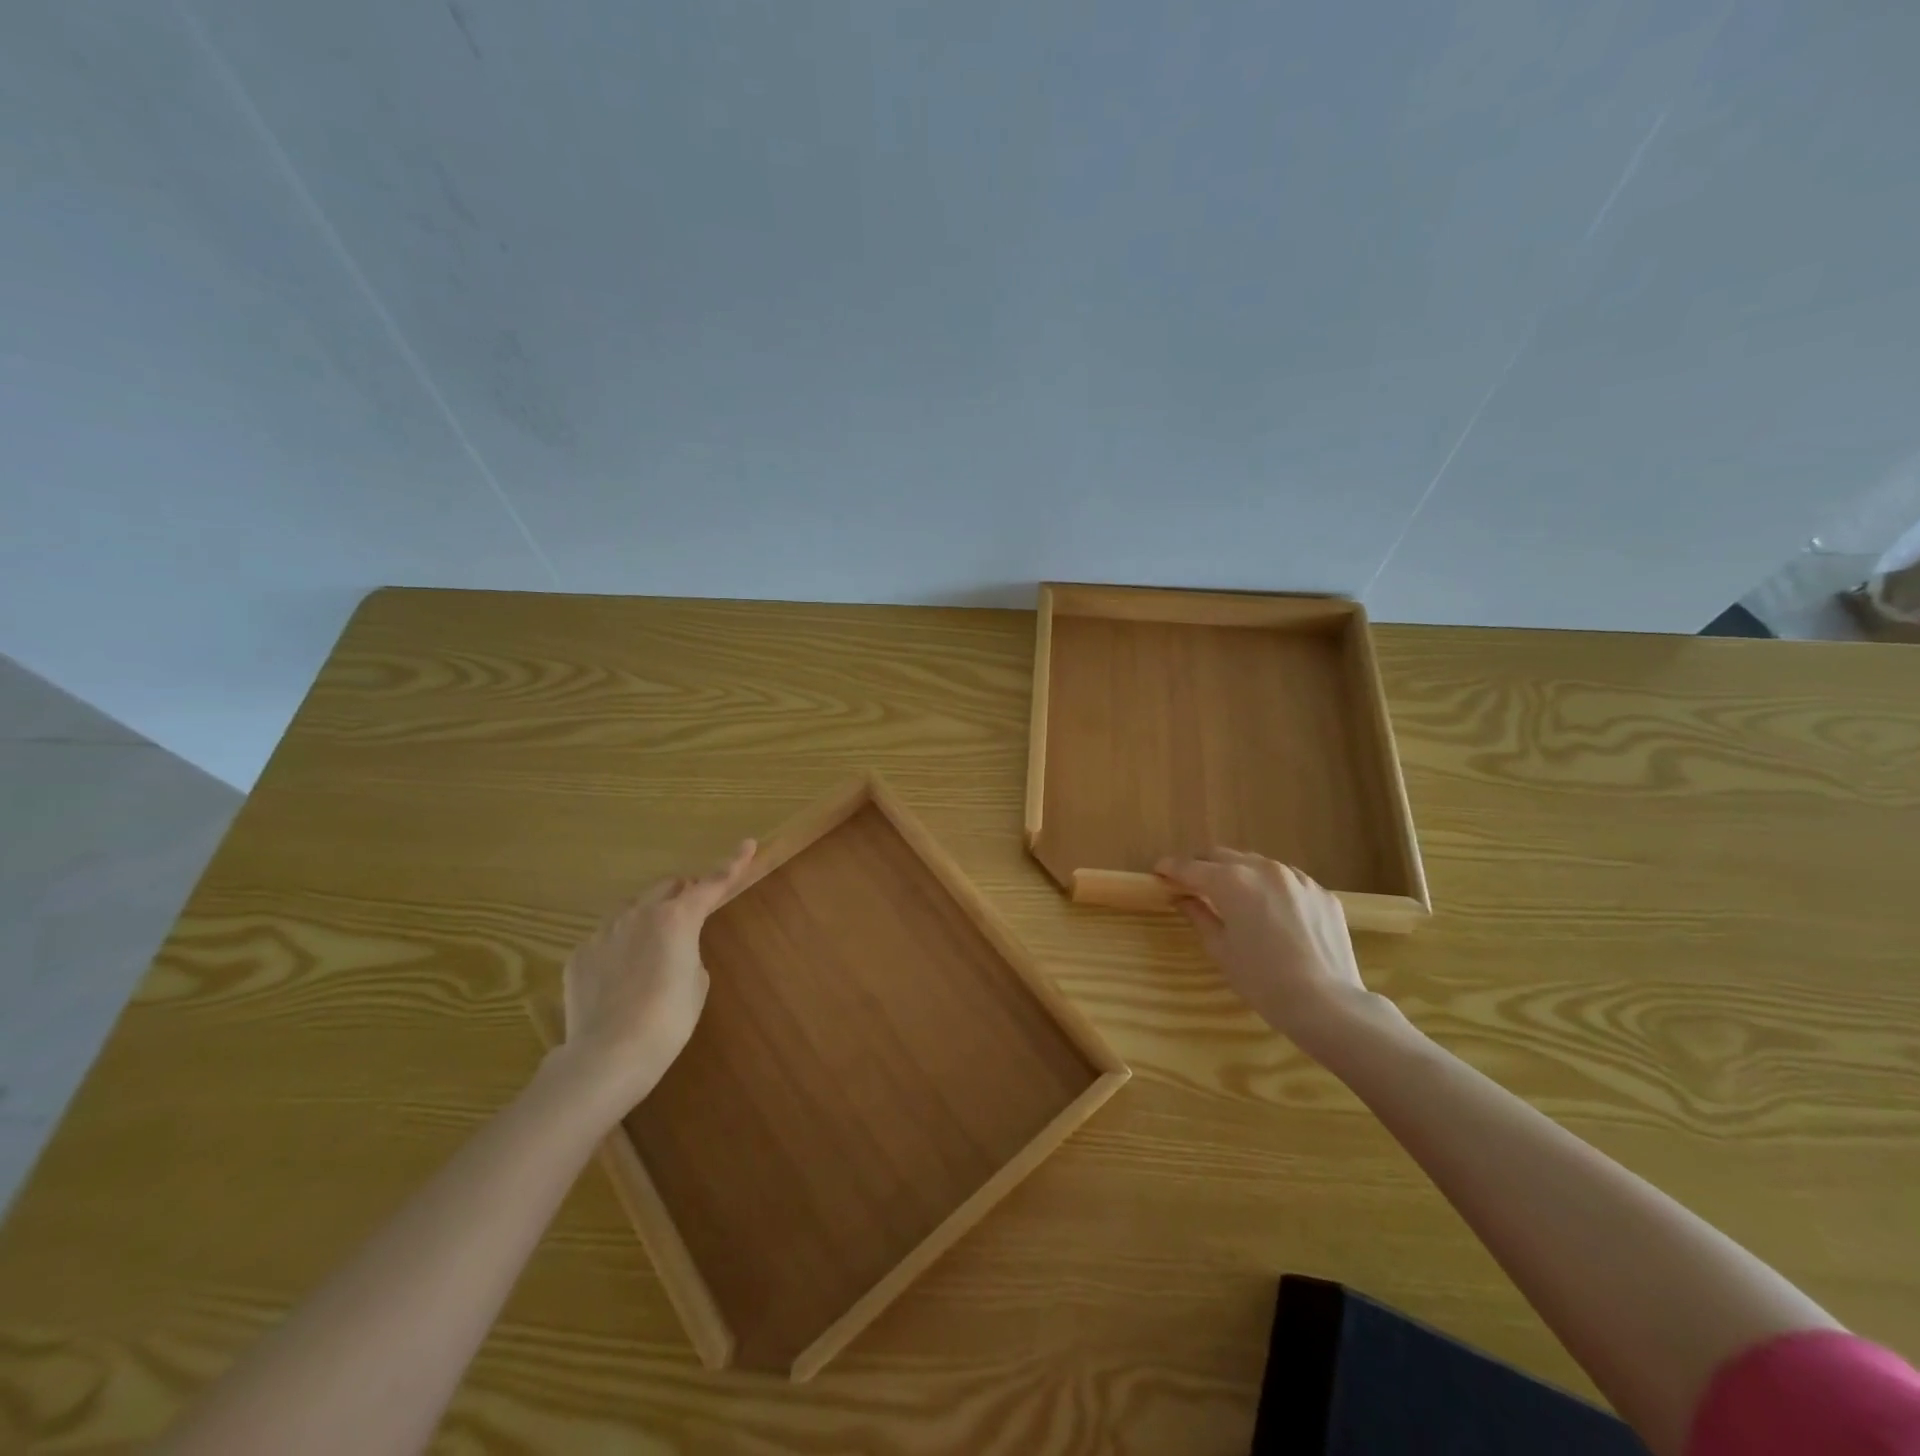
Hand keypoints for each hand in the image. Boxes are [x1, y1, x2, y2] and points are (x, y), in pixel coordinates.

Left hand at [559, 840, 756, 1106]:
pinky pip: (606, 938)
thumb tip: (672, 950)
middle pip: (667, 887)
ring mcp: (604, 932)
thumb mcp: (697, 982)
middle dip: (683, 893)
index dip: (733, 864)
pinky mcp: (580, 955)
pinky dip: (620, 947)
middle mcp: (639, 914)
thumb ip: (689, 952)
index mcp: (677, 918)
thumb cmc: (669, 1019)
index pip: (712, 883)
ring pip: (632, 909)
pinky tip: (620, 979)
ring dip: (648, 917)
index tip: (748, 844)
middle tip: (692, 912)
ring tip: (651, 951)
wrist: (610, 1054)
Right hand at [1156, 849, 1380, 1052]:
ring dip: (1237, 873)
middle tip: (1189, 882)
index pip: (1191, 867)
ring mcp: (1297, 878)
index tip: (1158, 871)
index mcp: (1232, 881)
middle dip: (1202, 865)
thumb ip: (1199, 915)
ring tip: (1230, 894)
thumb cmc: (1263, 981)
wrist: (1327, 1004)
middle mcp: (1264, 869)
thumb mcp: (1221, 949)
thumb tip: (1183, 898)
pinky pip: (1286, 881)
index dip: (1171, 867)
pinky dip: (1269, 888)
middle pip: (1222, 856)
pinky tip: (1269, 910)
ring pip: (1256, 864)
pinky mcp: (1321, 892)